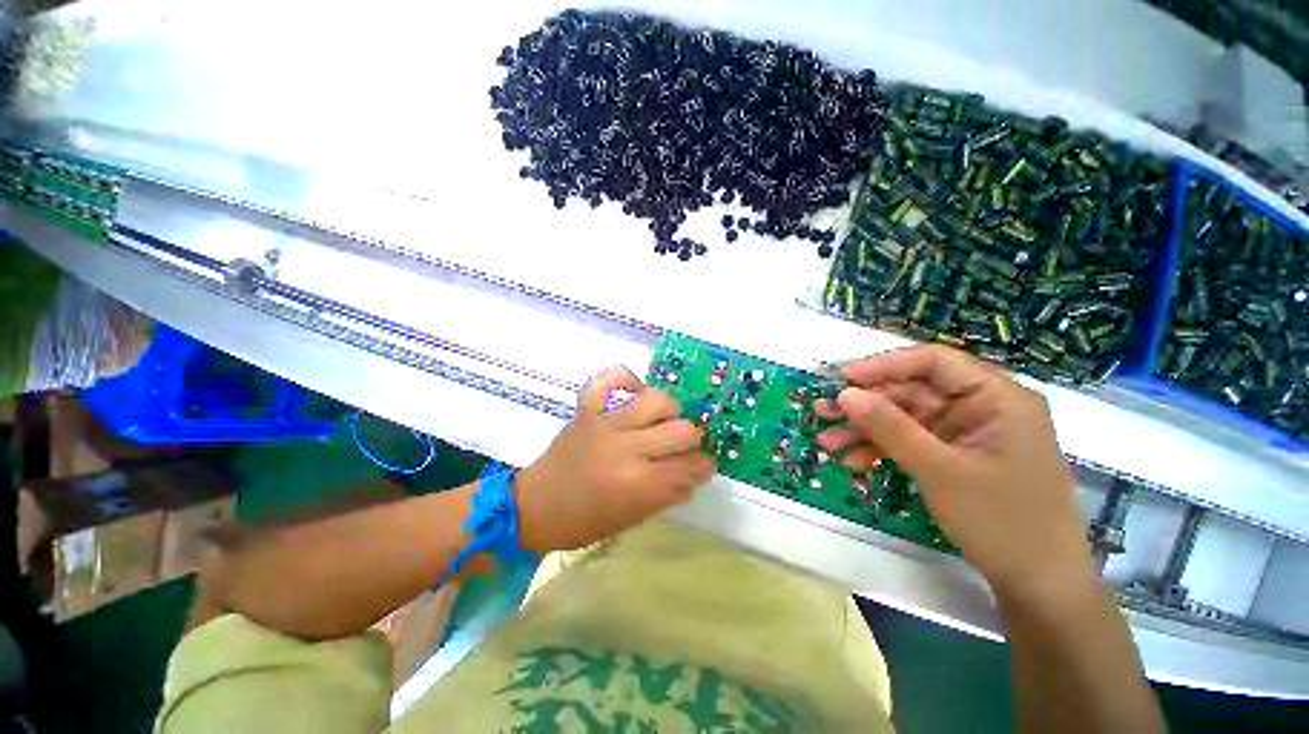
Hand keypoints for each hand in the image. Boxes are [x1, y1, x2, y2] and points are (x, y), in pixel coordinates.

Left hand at [515, 366, 715, 552]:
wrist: (534, 505)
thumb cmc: (582, 522)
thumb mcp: (630, 519)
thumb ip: (665, 495)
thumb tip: (693, 476)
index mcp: (638, 484)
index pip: (688, 468)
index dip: (704, 466)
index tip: (705, 465)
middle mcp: (627, 449)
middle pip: (682, 431)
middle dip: (693, 440)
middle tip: (686, 446)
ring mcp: (606, 424)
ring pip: (657, 400)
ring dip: (669, 410)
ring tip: (663, 420)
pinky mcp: (588, 410)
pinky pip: (608, 379)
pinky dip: (626, 378)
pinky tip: (635, 390)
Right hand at [817, 346, 1094, 601]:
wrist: (1038, 586)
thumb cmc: (1003, 522)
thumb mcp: (940, 471)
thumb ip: (890, 427)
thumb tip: (845, 394)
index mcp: (997, 397)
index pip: (933, 362)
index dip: (884, 365)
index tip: (842, 379)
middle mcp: (981, 407)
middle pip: (911, 392)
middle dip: (865, 406)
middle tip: (822, 412)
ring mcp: (966, 433)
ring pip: (904, 419)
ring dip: (865, 430)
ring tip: (827, 443)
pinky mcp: (954, 456)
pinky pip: (910, 442)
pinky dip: (881, 450)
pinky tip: (853, 461)